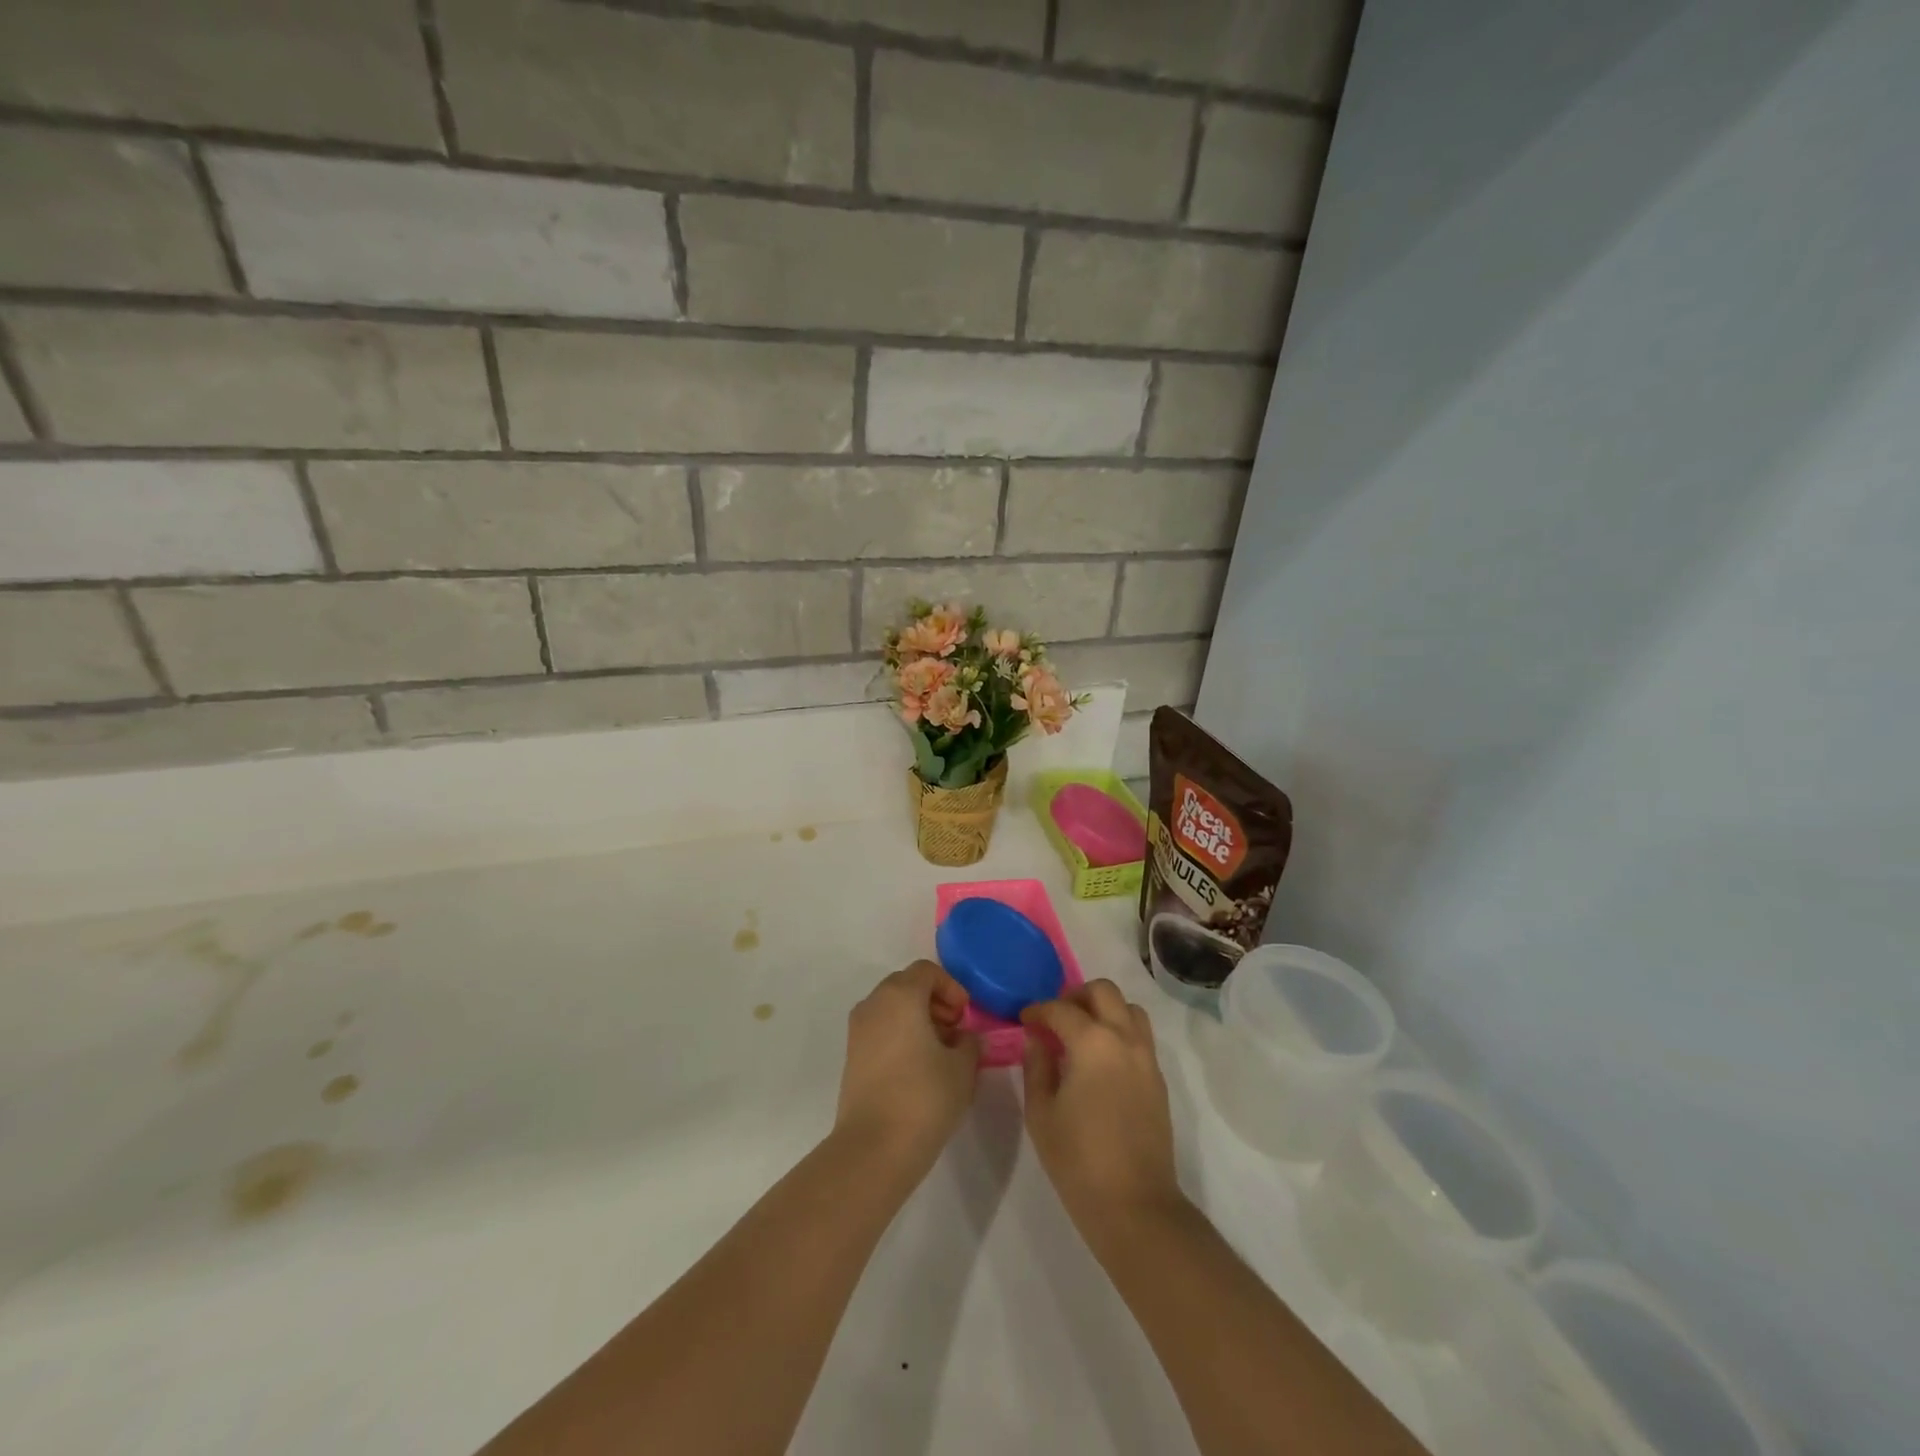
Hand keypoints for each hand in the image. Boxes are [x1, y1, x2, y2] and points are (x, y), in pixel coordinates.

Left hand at [836, 961, 979, 1172]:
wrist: (874, 1148)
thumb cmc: (924, 1097)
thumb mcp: (962, 1068)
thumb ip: (970, 1043)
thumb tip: (966, 1038)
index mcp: (900, 996)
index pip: (927, 971)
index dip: (951, 987)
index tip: (965, 1016)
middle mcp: (874, 1004)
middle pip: (907, 985)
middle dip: (934, 1002)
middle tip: (955, 1031)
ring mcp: (858, 1030)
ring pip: (892, 1008)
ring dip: (917, 1019)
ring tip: (940, 1053)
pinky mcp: (852, 1056)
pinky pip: (881, 1030)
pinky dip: (901, 1036)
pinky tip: (919, 1068)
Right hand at [1021, 980, 1184, 1248]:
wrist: (1134, 1205)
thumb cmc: (1078, 1160)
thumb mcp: (1041, 1114)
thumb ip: (1036, 1066)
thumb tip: (1037, 1039)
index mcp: (1092, 1043)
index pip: (1061, 1009)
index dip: (1038, 1010)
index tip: (1024, 1020)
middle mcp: (1124, 1039)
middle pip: (1104, 991)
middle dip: (1075, 996)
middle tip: (1055, 1018)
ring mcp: (1147, 1058)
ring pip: (1129, 1008)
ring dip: (1104, 1009)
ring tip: (1081, 1033)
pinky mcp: (1158, 1079)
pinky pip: (1140, 1036)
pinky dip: (1119, 1031)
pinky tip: (1099, 1059)